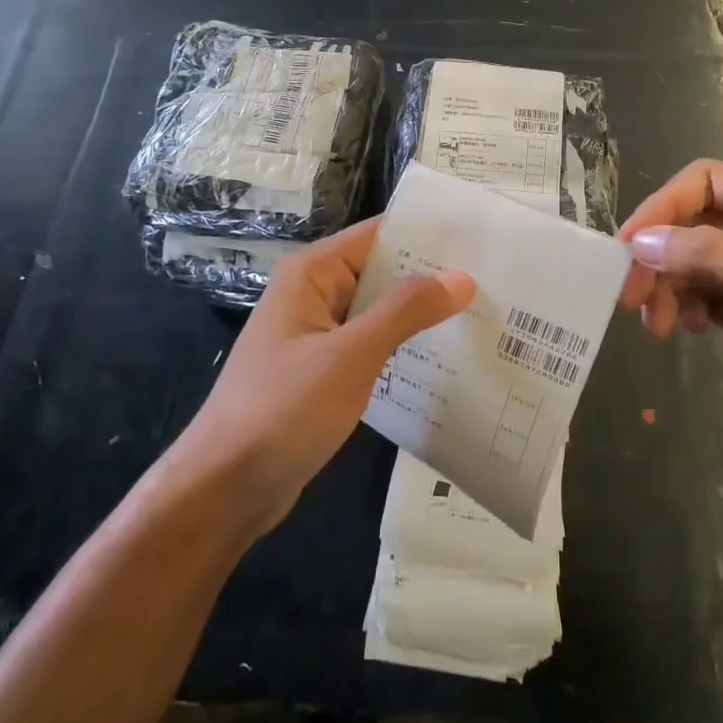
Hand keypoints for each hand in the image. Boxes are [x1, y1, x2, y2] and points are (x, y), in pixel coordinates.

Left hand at [168, 218, 473, 535]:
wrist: (225, 488)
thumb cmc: (281, 410)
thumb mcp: (349, 356)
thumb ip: (405, 312)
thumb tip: (461, 277)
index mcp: (312, 274)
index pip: (379, 235)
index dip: (428, 234)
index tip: (482, 238)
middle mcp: (315, 294)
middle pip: (383, 271)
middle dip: (433, 276)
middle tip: (497, 280)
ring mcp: (319, 335)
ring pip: (380, 311)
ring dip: (422, 314)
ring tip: (484, 313)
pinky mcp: (324, 371)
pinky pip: (372, 345)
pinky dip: (404, 346)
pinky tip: (447, 357)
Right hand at [620, 160, 722, 495]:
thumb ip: (715, 260)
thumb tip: (642, 241)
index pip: (707, 183)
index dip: (662, 209)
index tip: (625, 251)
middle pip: (696, 221)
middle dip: (660, 255)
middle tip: (632, 300)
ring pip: (694, 259)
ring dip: (668, 286)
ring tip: (659, 328)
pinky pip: (706, 293)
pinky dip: (686, 306)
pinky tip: (687, 332)